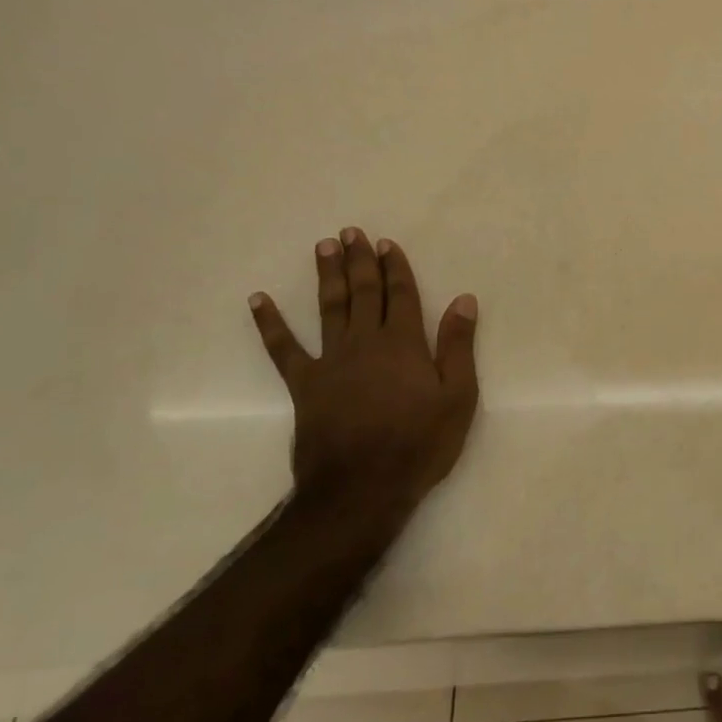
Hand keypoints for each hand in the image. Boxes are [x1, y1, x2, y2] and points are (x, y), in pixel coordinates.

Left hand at [249, 229, 479, 538]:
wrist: (362, 489)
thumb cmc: (419, 444)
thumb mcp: (458, 397)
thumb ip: (458, 346)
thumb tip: (463, 300)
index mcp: (404, 344)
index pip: (401, 295)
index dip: (395, 267)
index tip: (387, 243)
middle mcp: (365, 343)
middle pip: (363, 293)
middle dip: (359, 261)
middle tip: (351, 232)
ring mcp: (331, 362)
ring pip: (329, 308)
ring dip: (327, 276)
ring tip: (323, 247)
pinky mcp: (304, 385)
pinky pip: (283, 349)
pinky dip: (270, 323)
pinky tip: (258, 300)